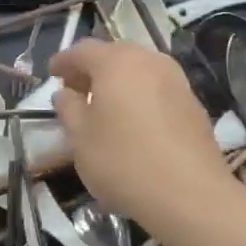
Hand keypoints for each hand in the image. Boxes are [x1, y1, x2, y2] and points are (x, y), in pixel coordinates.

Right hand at [50, 40, 231, 224]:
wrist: (190, 195)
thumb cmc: (123, 161)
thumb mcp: (80, 137)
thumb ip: (69, 108)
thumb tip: (66, 94)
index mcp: (116, 62)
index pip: (82, 50)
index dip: (64, 61)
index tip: (52, 74)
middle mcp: (149, 61)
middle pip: (114, 55)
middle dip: (92, 69)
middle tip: (76, 91)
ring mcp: (176, 81)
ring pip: (139, 71)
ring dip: (118, 82)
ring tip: (104, 107)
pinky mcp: (193, 104)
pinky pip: (157, 89)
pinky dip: (140, 96)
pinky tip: (133, 122)